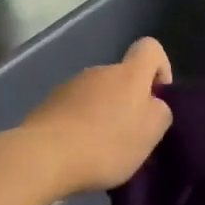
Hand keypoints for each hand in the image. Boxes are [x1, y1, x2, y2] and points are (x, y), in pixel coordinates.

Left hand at [14, 37, 173, 197]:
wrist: (44, 156)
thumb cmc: (106, 144)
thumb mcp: (150, 134)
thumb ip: (160, 113)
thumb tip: (153, 104)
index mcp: (128, 74)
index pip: (150, 48)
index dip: (160, 69)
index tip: (157, 100)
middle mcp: (98, 71)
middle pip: (122, 78)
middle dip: (128, 102)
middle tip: (129, 138)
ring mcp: (69, 86)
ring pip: (96, 96)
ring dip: (103, 115)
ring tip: (101, 150)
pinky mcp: (48, 105)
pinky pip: (74, 111)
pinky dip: (80, 126)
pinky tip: (77, 152)